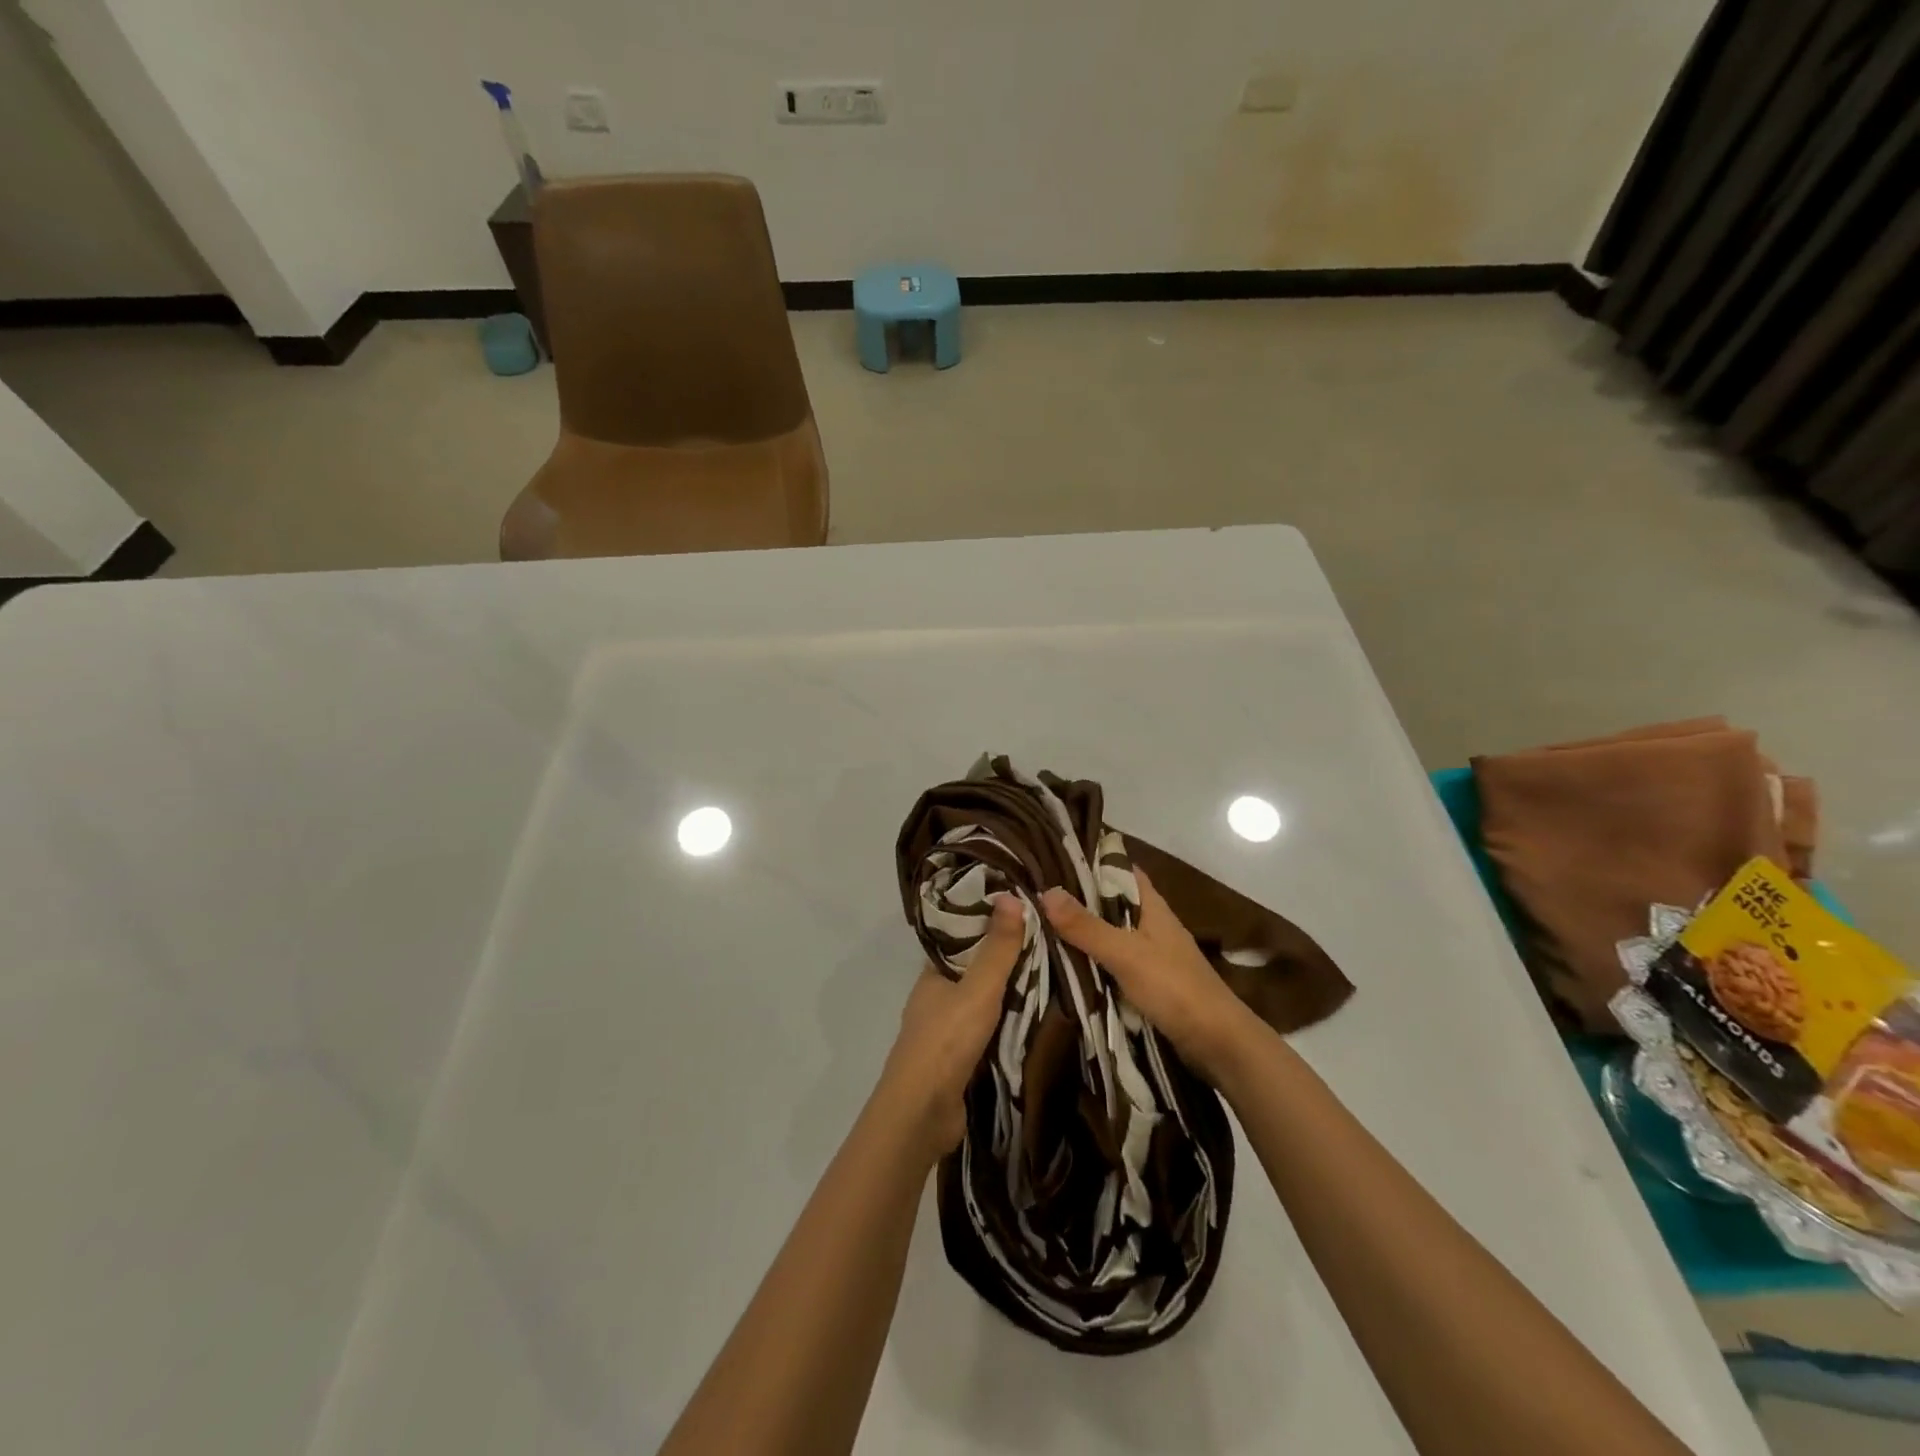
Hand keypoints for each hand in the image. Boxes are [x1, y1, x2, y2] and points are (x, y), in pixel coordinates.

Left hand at [874, 894, 1025, 1160]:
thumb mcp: (978, 989)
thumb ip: (997, 948)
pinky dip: (1007, 1026)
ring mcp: (944, 1033)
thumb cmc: (946, 1042)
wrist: (922, 1114)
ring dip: (1008, 996)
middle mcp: (935, 999)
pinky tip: (1035, 1022)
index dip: (987, 924)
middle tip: (1048, 945)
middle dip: (1004, 961)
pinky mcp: (957, 1062)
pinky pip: (986, 1033)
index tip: (1023, 912)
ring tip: (1051, 978)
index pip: (961, 939)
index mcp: (932, 975)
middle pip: (973, 971)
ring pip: (981, 1004)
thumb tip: (1011, 896)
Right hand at [1041, 868, 1256, 1085]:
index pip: (1119, 870)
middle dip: (1077, 899)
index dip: (1090, 861)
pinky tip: (1064, 962)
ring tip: (1038, 925)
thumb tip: (1046, 891)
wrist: (1217, 1043)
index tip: (1053, 858)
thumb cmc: (1174, 988)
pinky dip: (1091, 960)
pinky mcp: (1147, 982)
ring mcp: (1150, 954)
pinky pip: (1112, 962)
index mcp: (1152, 906)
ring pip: (1109, 933)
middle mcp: (1151, 924)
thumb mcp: (1125, 953)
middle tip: (1034, 893)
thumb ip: (1086, 926)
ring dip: (1081, 932)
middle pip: (1109, 902)